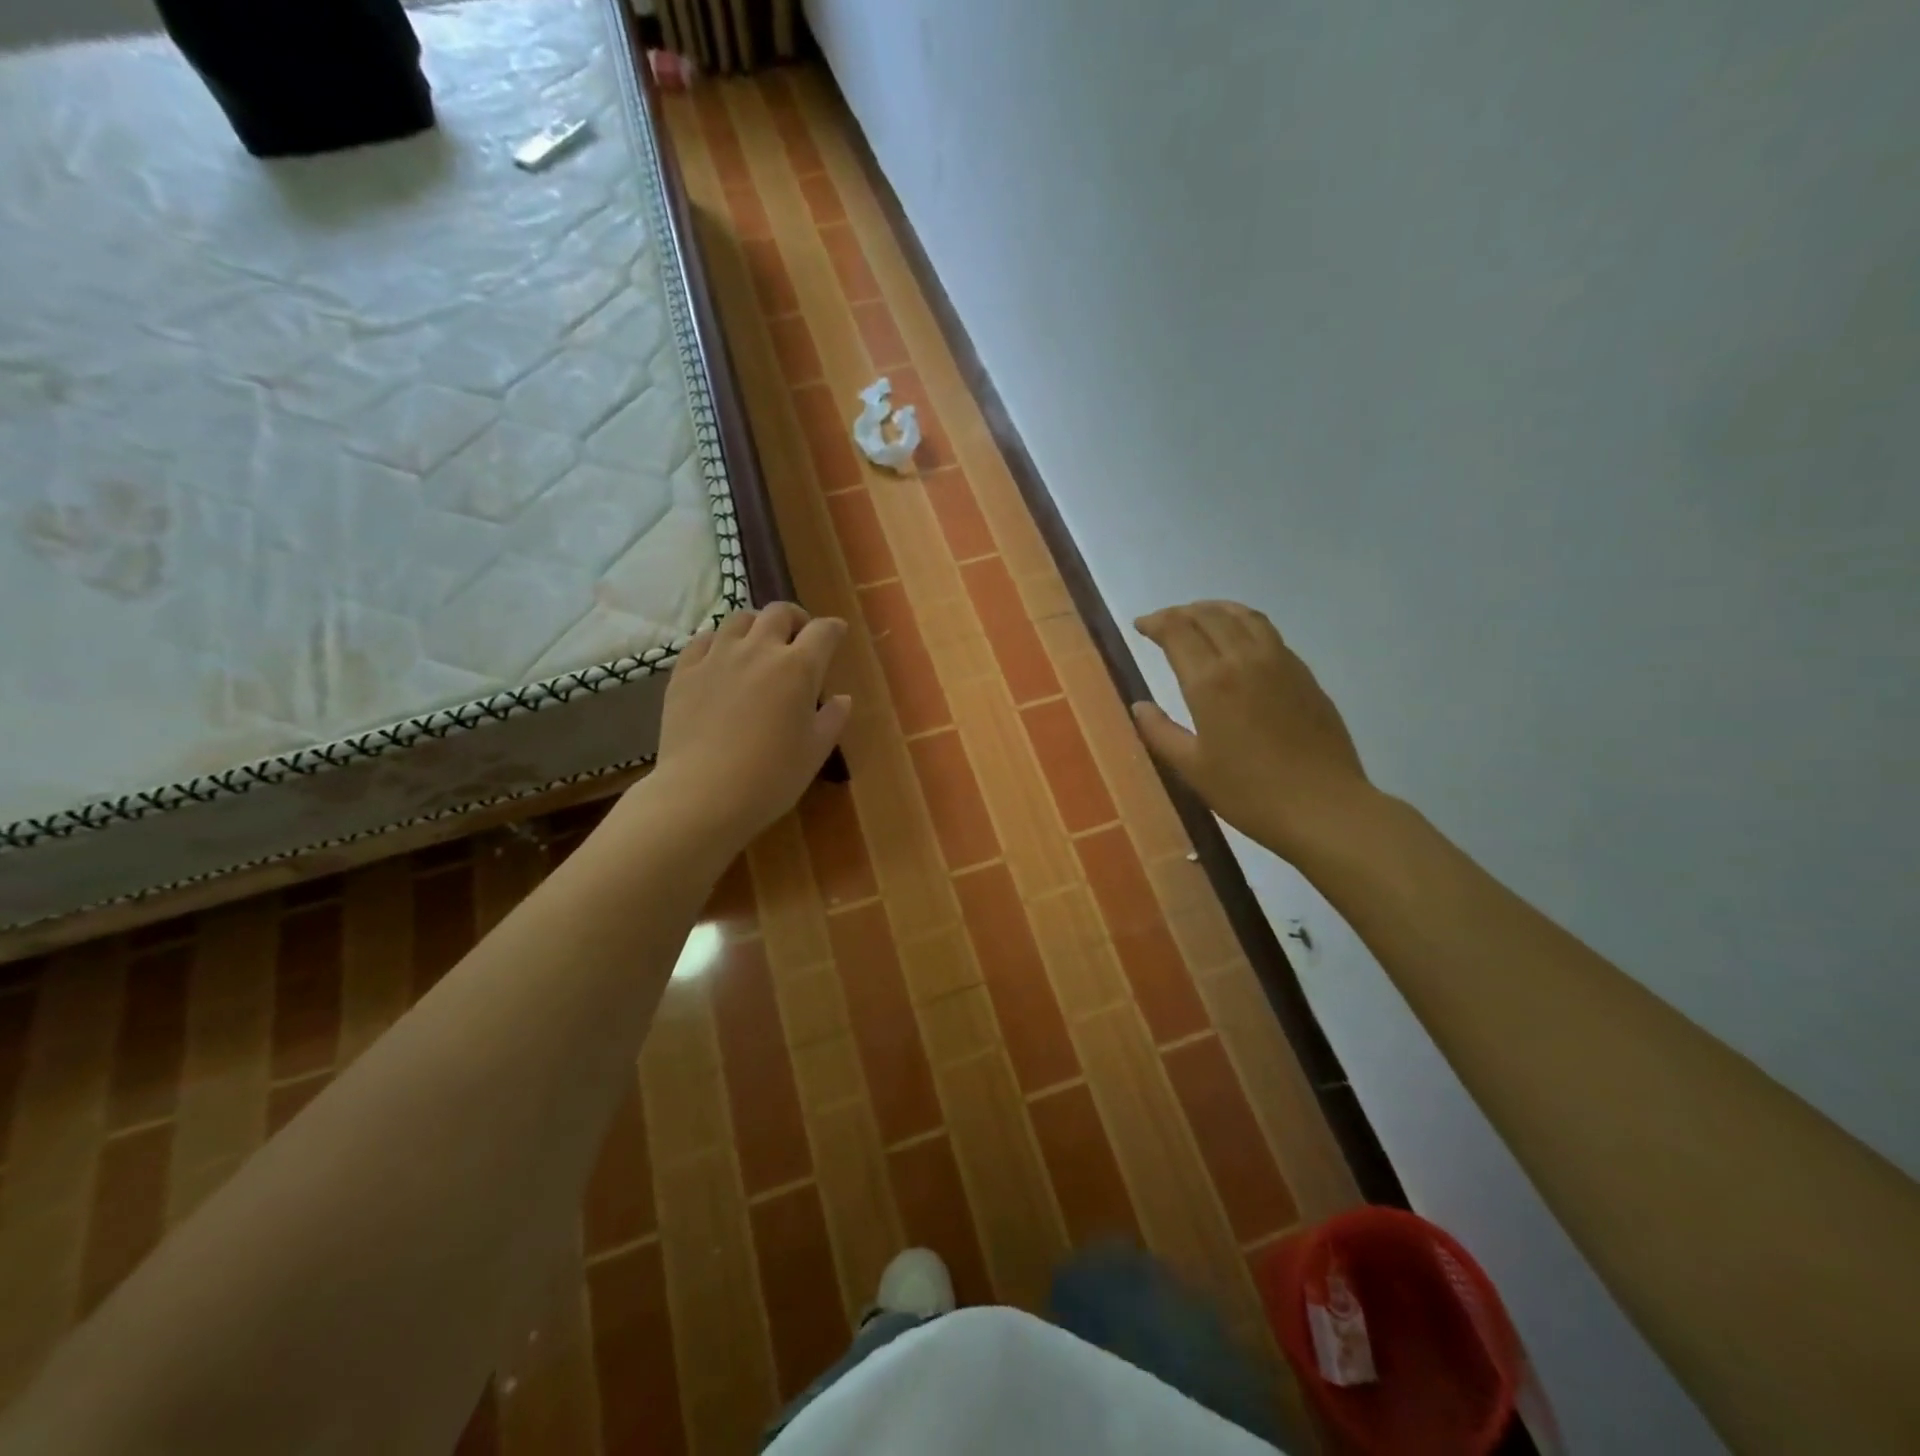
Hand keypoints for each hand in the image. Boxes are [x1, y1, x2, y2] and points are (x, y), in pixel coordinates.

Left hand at [647, 604, 851, 848]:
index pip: (823, 631)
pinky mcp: (685, 671)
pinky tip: (721, 657)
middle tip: (799, 636)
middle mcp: (759, 650)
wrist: (704, 794)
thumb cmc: (771, 777)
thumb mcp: (815, 751)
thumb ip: (832, 719)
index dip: (833, 629)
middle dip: (795, 618)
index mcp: (798, 668)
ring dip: (756, 625)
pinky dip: (719, 640)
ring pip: (739, 619)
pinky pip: (703, 639)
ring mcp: (717, 657)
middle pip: (779, 612)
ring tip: (758, 643)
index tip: (837, 634)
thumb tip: (842, 698)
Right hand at [1133, 601, 1373, 859]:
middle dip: (1181, 612)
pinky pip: (1268, 632)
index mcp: (1210, 682)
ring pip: (1243, 616)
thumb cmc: (1249, 792)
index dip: (1156, 623)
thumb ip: (1160, 732)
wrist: (1323, 806)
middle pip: (1209, 615)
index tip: (1140, 626)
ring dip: (1215, 609)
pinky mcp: (1304, 673)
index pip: (1177, 631)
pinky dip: (1244, 622)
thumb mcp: (1192, 768)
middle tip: (1163, 623)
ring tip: (1199, 616)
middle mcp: (1244, 659)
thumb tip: (1139, 706)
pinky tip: (1240, 639)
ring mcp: (1280, 662)